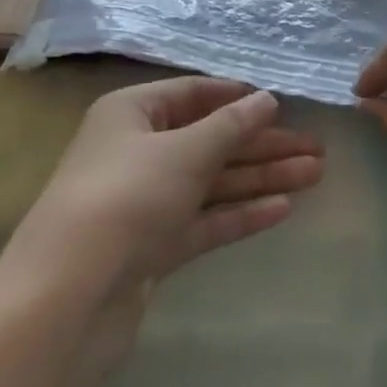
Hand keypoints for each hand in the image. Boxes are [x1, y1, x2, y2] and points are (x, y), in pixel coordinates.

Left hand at [0, 78, 323, 374]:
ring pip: (211, 182)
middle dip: (261, 143)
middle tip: (316, 148)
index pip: (192, 94)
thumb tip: (266, 99)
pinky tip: (283, 209)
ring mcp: (145, 201)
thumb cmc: (127, 196)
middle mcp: (137, 151)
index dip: (236, 97)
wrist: (70, 292)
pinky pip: (204, 220)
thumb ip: (230, 126)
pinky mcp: (153, 245)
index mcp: (132, 113)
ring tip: (315, 173)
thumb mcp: (183, 151)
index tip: (281, 102)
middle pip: (208, 140)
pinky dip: (240, 213)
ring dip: (260, 177)